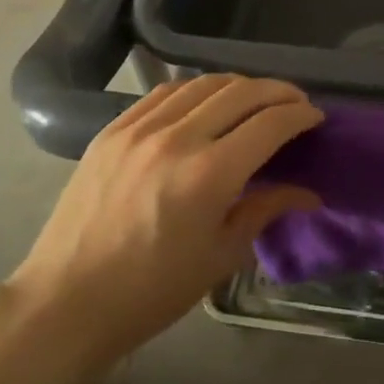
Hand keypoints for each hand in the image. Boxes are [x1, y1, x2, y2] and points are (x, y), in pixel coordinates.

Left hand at [5, 75, 322, 365]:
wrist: (67, 300)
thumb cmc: (152, 291)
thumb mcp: (220, 256)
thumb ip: (264, 210)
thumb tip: (308, 193)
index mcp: (208, 175)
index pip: (269, 124)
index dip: (299, 115)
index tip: (315, 117)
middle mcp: (175, 138)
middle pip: (240, 92)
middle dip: (277, 92)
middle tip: (295, 103)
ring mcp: (138, 129)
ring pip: (201, 83)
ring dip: (238, 85)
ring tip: (255, 99)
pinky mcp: (111, 130)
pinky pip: (163, 93)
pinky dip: (195, 90)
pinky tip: (205, 103)